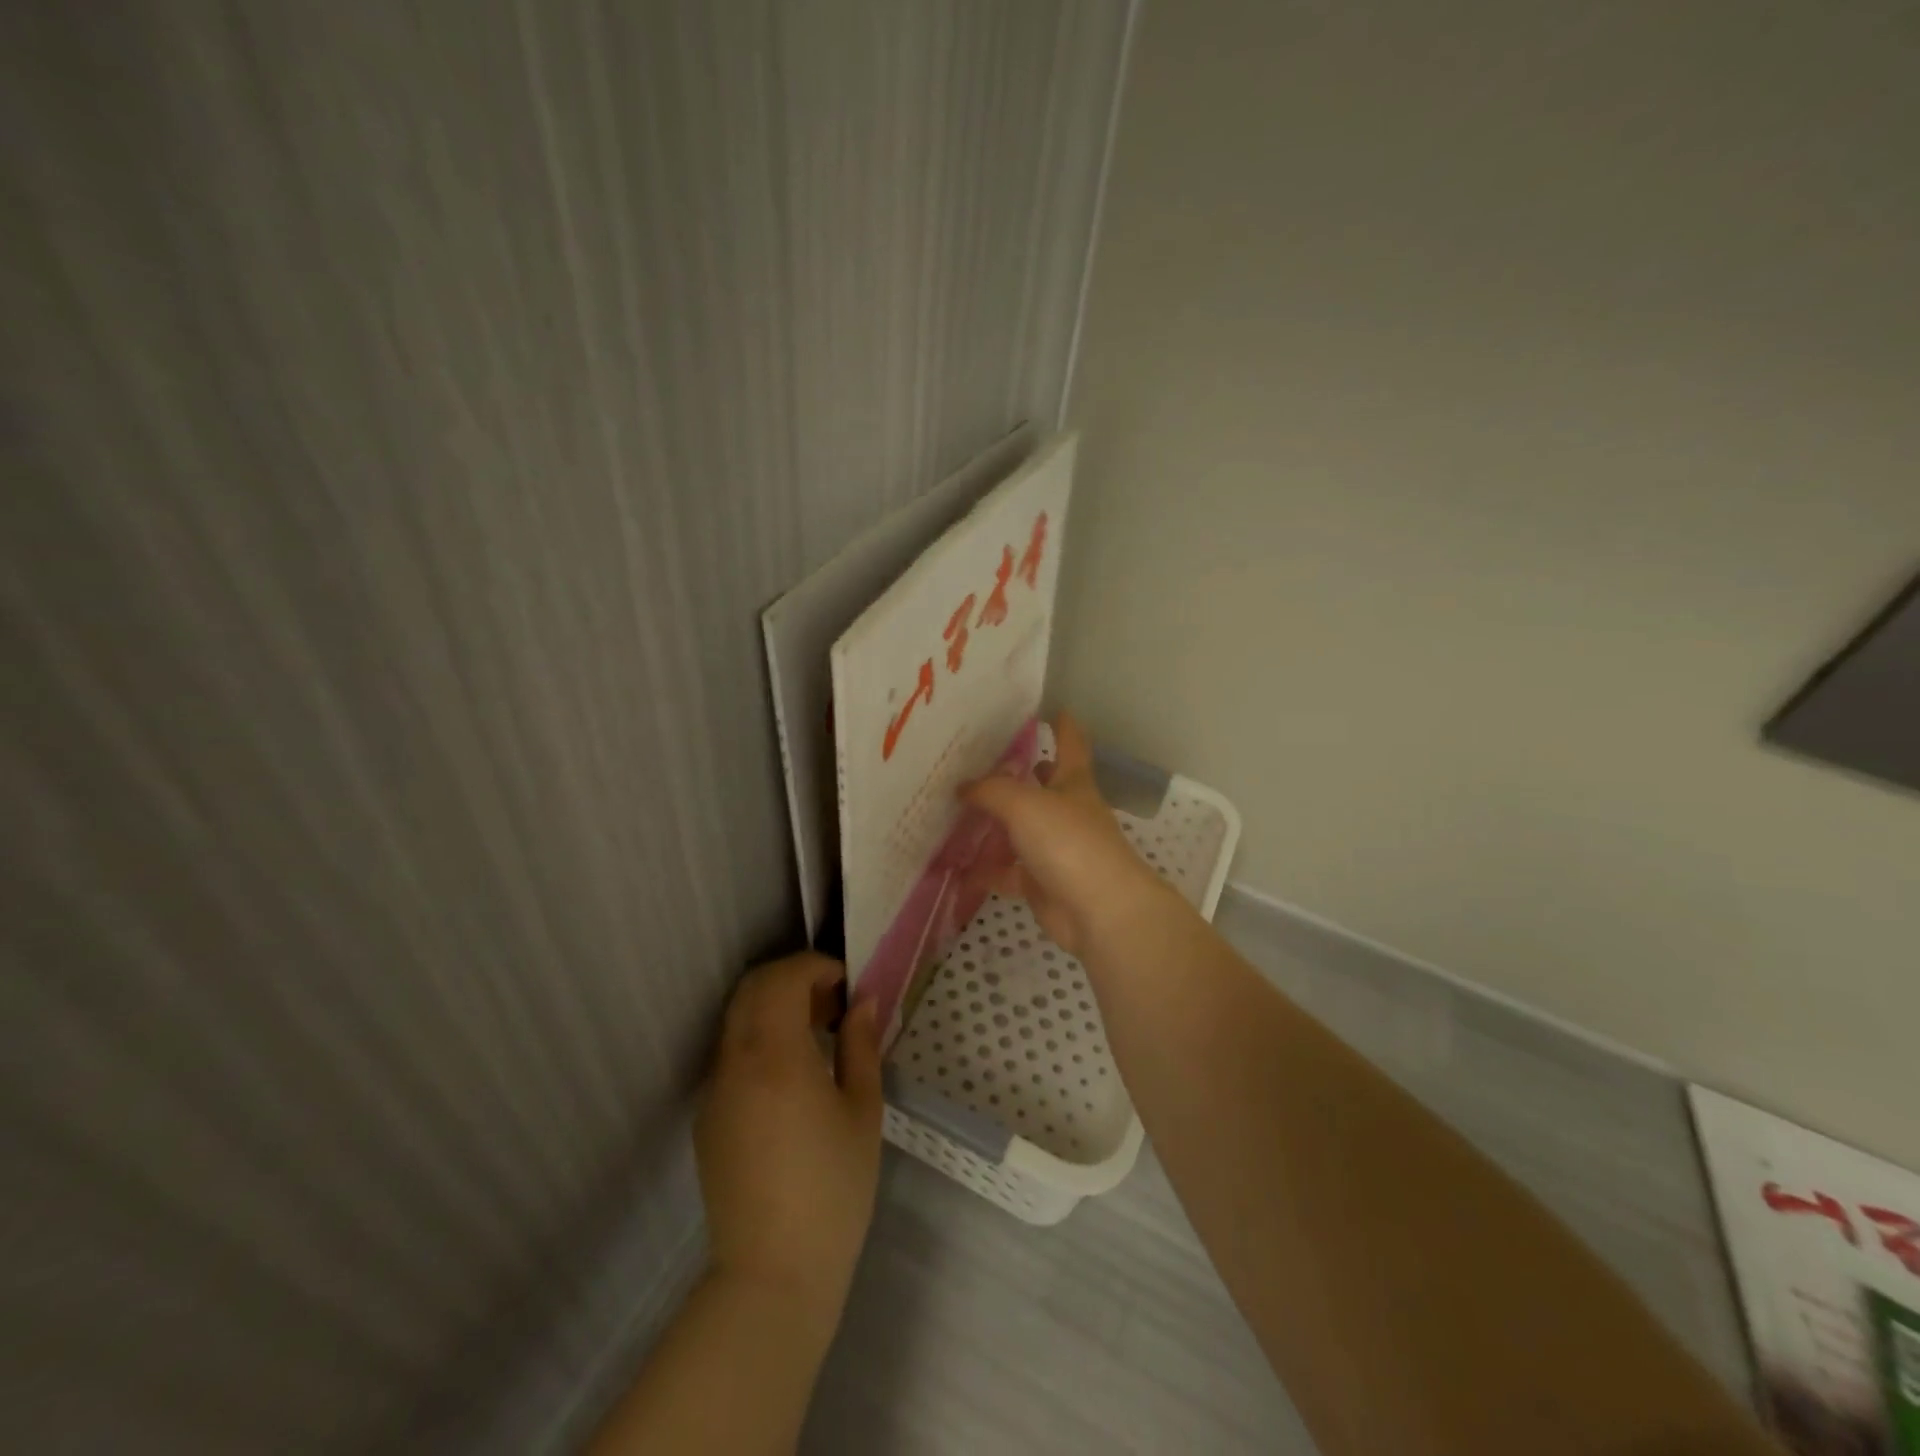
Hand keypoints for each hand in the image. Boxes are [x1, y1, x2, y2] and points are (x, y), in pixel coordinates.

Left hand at [696, 953, 883, 1340]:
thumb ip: (861, 1045)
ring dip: (774, 1007)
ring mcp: (714, 1089)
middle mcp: (735, 1061)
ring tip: (817, 1034)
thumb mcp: (862, 1111)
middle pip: (752, 989)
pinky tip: (791, 1076)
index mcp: (775, 1055)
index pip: (783, 978)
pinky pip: (731, 1054)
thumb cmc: (833, 1190)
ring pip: (737, 1019)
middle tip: (833, 1003)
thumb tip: (864, 1002)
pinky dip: (759, 1039)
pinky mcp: (707, 1117)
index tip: (847, 983)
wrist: (772, 1275)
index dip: (816, 967)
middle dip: (793, 979)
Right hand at [961, 713, 1174, 959]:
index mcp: (1074, 783)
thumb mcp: (1024, 804)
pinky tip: (957, 867)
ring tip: (961, 811)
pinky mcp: (1043, 883)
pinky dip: (985, 870)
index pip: (1071, 744)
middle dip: (1025, 774)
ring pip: (1022, 831)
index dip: (1063, 726)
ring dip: (997, 823)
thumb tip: (963, 786)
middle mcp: (1068, 812)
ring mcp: (1056, 850)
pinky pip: (1008, 872)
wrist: (1099, 911)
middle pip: (1045, 787)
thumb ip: (990, 790)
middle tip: (987, 763)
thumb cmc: (1068, 842)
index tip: (1054, 709)